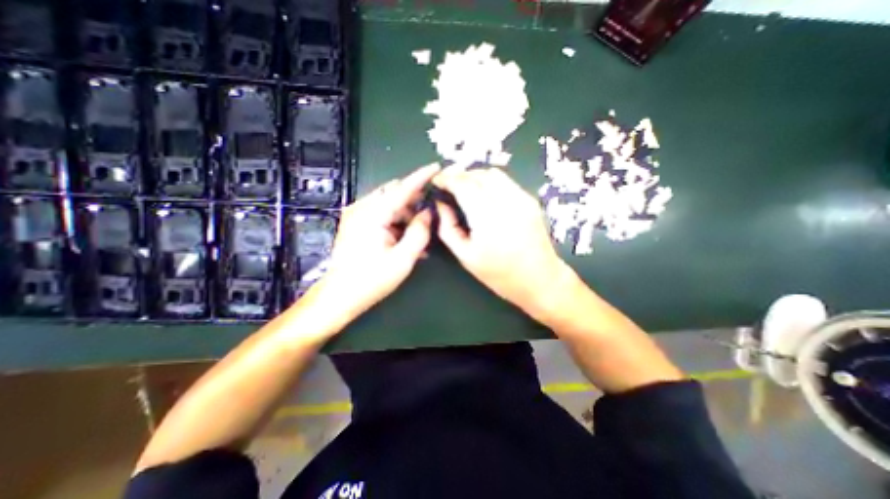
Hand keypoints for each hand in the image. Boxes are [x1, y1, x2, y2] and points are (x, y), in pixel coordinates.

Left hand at [320, 165, 440, 319]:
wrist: (340, 295)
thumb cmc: (371, 279)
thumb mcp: (403, 259)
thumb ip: (419, 233)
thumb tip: (427, 214)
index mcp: (373, 214)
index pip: (402, 188)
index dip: (421, 177)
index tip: (436, 167)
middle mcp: (362, 209)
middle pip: (394, 194)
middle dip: (414, 202)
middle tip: (430, 215)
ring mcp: (357, 215)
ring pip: (389, 205)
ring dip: (406, 215)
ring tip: (420, 235)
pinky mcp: (356, 224)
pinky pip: (381, 214)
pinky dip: (396, 222)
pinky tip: (406, 238)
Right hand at [433, 167, 577, 317]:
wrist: (540, 279)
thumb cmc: (499, 274)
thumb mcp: (465, 256)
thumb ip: (448, 227)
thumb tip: (441, 204)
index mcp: (487, 217)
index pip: (463, 184)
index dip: (447, 178)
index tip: (436, 180)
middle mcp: (506, 201)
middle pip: (478, 175)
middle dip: (459, 175)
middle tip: (448, 184)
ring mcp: (521, 198)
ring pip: (493, 174)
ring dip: (475, 176)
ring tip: (465, 188)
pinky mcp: (530, 200)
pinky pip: (506, 182)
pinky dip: (490, 182)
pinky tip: (485, 195)